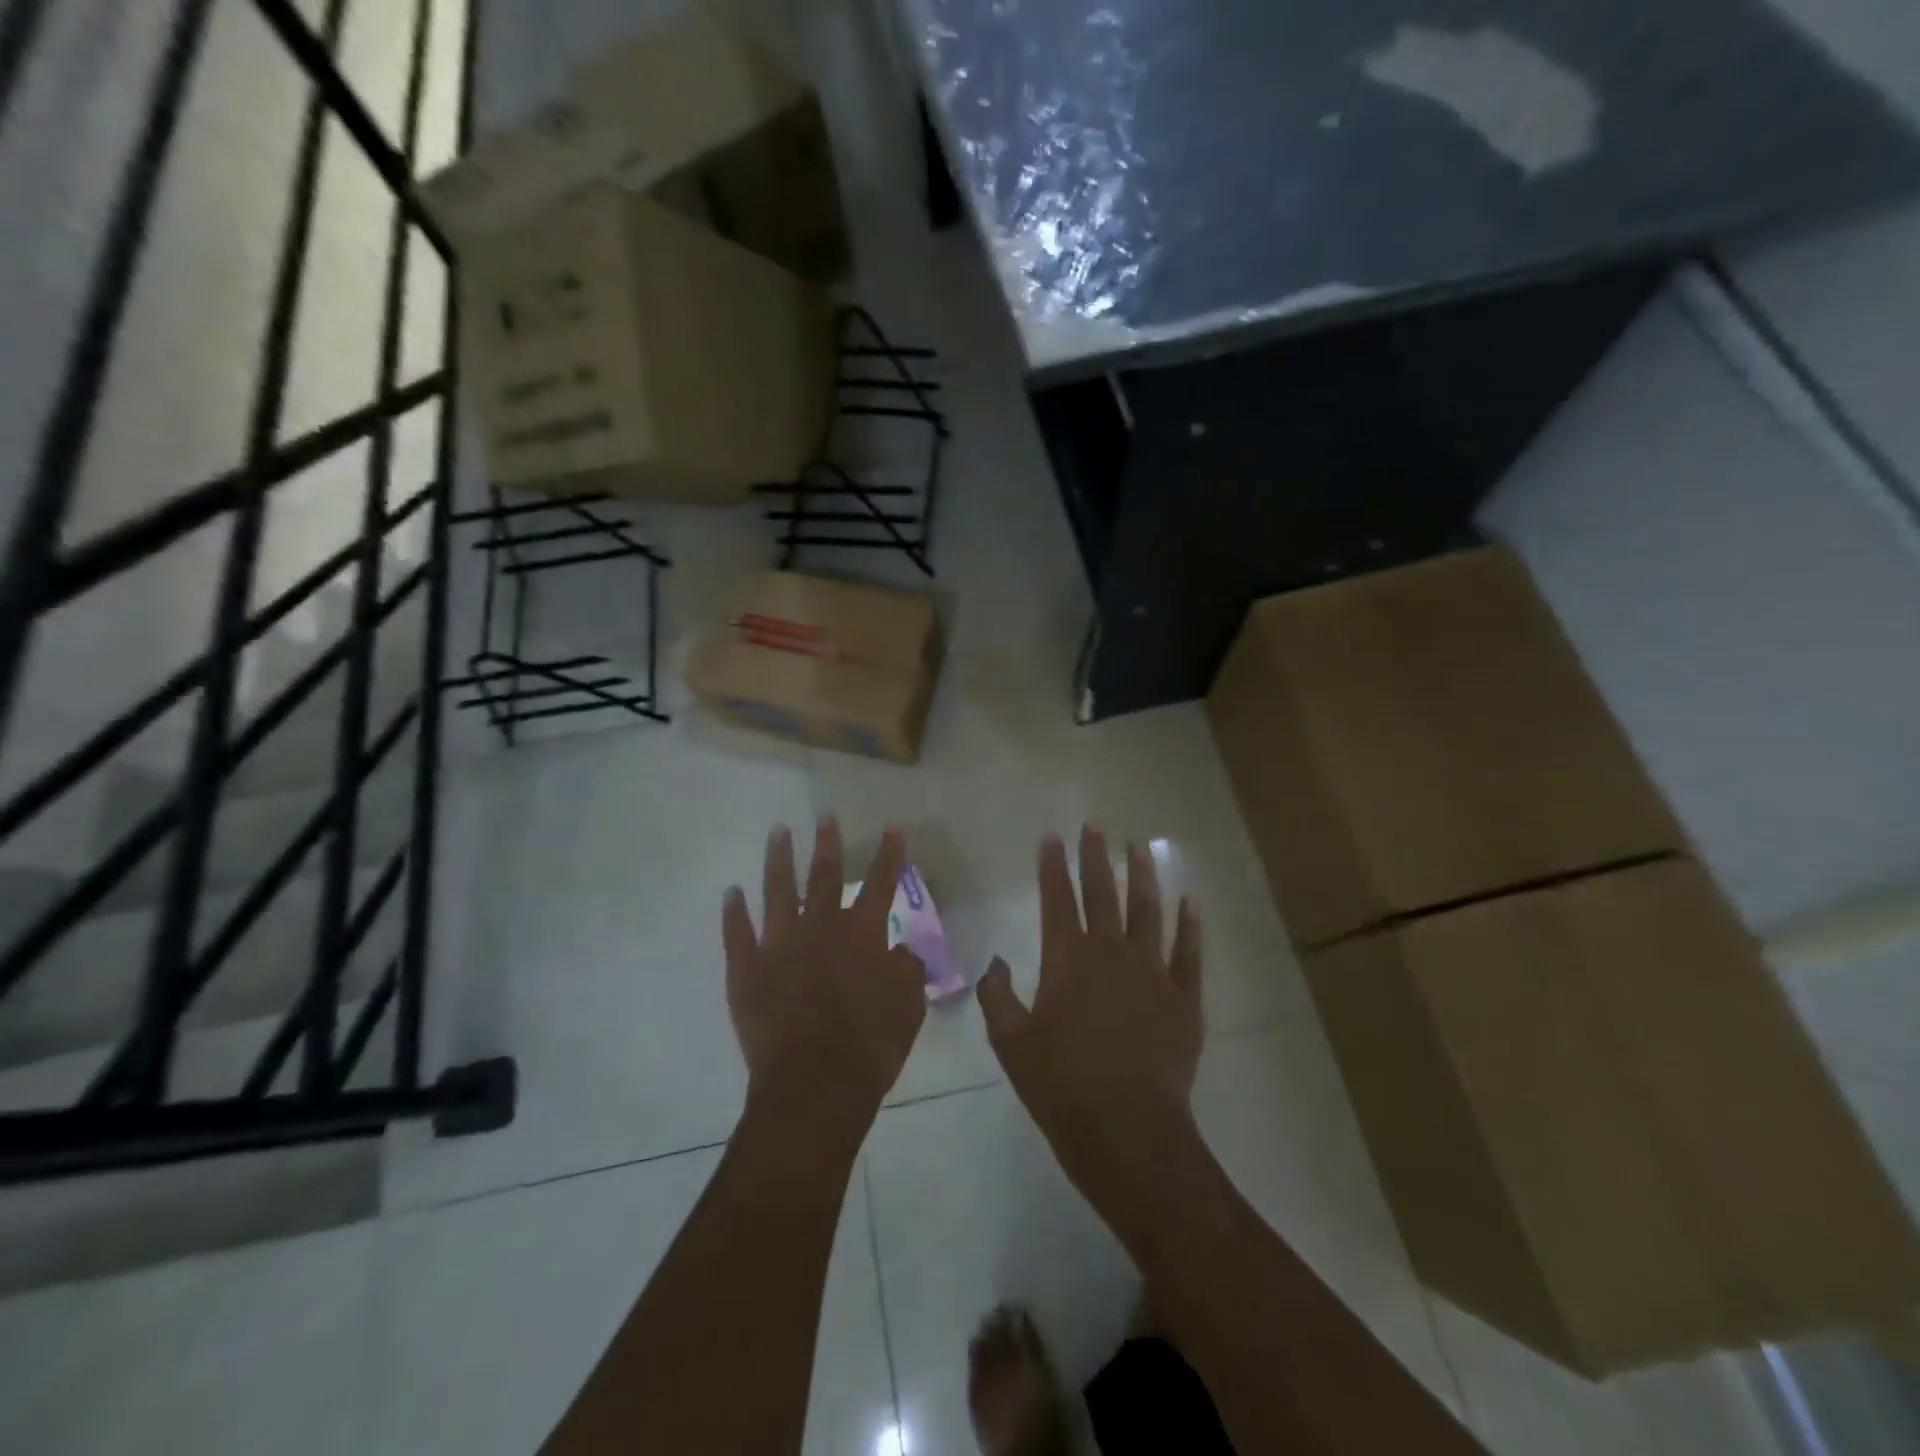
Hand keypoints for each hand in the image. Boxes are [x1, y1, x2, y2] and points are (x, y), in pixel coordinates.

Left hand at [724, 817, 927, 1137]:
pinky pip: (737, 933)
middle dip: (828, 843)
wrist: (814, 1084)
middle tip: (824, 816)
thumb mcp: (908, 1008)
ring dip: (778, 860)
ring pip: (777, 892)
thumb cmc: (870, 1045)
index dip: (890, 854)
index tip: (893, 826)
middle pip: (824, 876)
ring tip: (778, 833)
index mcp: (861, 935)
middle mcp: (820, 928)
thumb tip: (901, 951)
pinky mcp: (746, 970)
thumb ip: (907, 971)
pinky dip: (734, 912)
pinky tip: (731, 892)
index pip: (881, 884)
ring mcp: (779, 945)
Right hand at [978, 826, 1203, 1206]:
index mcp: (1068, 959)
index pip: (1057, 899)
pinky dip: (1189, 925)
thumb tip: (997, 962)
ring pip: (1148, 911)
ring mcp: (1152, 972)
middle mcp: (1111, 953)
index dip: (1052, 866)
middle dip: (1095, 857)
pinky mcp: (1183, 998)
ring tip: (1140, 848)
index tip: (1052, 838)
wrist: (1126, 1129)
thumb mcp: (1011, 1043)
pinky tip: (1190, 902)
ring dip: (1143, 877)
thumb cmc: (1061, 1085)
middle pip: (1103, 893)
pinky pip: (1189, 952)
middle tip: (1095, 826)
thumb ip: (997, 996)